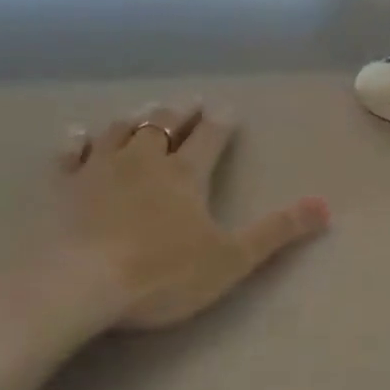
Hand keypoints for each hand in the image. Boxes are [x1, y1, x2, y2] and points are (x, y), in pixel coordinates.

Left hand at [34, 103, 329, 338]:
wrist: (80, 286)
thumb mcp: (231, 259)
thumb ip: (277, 231)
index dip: (220, 121)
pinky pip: (72, 154)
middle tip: (189, 103)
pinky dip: (78, 141)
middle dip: (180, 112)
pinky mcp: (65, 187)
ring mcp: (100, 169)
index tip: (226, 109)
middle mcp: (144, 160)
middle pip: (163, 124)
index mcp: (186, 174)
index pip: (209, 136)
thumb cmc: (163, 273)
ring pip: (120, 130)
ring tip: (145, 111)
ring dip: (136, 118)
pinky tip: (80, 134)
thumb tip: (324, 206)